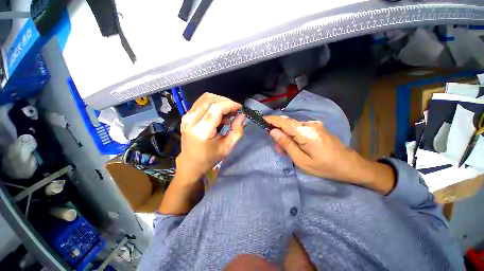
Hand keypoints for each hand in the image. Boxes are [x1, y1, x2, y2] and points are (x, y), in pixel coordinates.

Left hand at [176, 93, 244, 181]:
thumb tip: (242, 116)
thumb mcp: (227, 147)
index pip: (217, 108)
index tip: (240, 109)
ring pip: (205, 98)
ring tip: (227, 114)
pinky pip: (201, 103)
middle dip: (226, 102)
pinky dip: (213, 104)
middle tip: (234, 111)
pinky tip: (218, 115)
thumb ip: (237, 131)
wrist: (190, 163)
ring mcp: (187, 117)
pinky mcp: (186, 116)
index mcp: (202, 131)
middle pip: (210, 99)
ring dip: (220, 102)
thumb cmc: (210, 157)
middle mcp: (191, 121)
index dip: (230, 105)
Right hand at [264, 116, 394, 193]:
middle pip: (288, 124)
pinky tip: (297, 147)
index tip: (261, 119)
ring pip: (293, 127)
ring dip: (287, 137)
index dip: (271, 119)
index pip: (284, 122)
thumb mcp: (302, 161)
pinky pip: (300, 129)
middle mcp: (310, 125)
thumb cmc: (326, 167)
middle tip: (279, 149)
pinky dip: (294, 136)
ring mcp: (315, 125)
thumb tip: (273, 132)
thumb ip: (287, 144)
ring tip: (288, 151)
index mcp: (306, 133)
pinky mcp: (317, 128)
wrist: (351, 166)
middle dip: (279, 133)